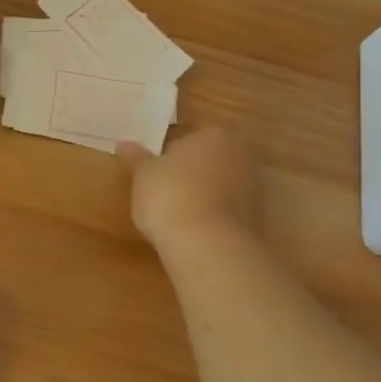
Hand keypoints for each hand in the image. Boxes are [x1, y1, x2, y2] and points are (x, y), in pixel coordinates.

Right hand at [118, 127, 264, 243]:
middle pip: (210, 162)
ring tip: (176, 216)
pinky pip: (227, 213)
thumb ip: (136, 158)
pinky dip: (212, 219)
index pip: (191, 139)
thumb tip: (123, 144)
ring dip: (203, 198)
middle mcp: (242, 157)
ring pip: (220, 188)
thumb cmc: (170, 195)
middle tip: (164, 193)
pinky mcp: (257, 221)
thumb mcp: (144, 174)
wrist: (208, 245)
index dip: (171, 156)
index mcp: (216, 136)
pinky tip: (193, 232)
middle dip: (191, 175)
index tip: (156, 174)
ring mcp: (254, 190)